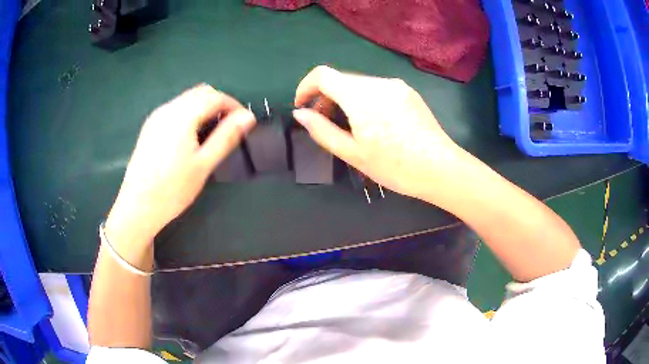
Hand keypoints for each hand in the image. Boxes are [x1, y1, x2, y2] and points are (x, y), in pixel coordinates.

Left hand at [106, 85, 255, 248]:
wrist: (138, 207)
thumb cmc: (173, 189)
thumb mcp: (204, 164)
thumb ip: (226, 137)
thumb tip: (248, 117)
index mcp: (181, 115)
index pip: (215, 97)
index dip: (234, 106)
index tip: (244, 124)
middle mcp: (167, 109)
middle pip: (200, 92)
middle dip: (220, 104)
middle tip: (229, 128)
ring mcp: (156, 117)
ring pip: (187, 99)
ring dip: (205, 108)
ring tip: (212, 133)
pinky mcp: (150, 127)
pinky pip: (176, 109)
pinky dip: (190, 114)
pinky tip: (191, 137)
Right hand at [292, 65, 467, 200]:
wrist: (439, 168)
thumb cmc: (394, 166)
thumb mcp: (352, 153)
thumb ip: (322, 130)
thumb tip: (301, 113)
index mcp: (361, 95)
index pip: (323, 74)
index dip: (306, 86)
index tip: (303, 105)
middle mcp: (378, 82)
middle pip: (341, 79)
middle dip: (326, 97)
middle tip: (324, 122)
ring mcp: (396, 85)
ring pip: (359, 84)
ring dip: (345, 99)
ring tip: (349, 125)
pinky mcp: (408, 91)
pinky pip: (377, 89)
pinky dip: (364, 99)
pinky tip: (372, 122)